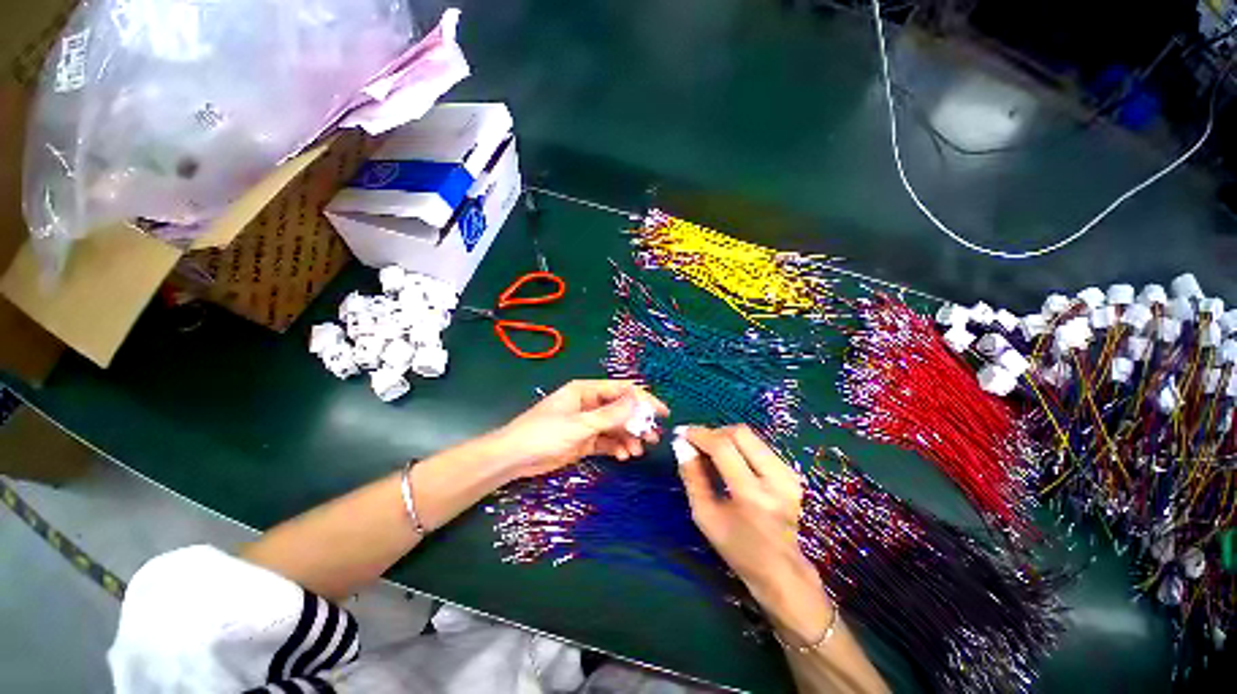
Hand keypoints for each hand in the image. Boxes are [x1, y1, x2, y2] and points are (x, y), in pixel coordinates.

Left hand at [494, 380, 668, 479]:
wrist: (514, 458)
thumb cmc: (544, 433)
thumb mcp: (580, 424)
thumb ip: (610, 414)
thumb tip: (638, 401)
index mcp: (586, 390)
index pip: (621, 390)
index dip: (643, 399)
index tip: (661, 413)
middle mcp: (589, 404)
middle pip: (621, 409)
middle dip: (637, 422)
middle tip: (654, 437)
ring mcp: (587, 423)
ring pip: (615, 427)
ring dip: (628, 437)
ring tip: (637, 451)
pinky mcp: (584, 440)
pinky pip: (606, 441)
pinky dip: (616, 447)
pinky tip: (623, 456)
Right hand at [678, 425, 831, 642]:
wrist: (782, 571)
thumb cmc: (738, 549)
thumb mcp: (705, 516)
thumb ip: (692, 476)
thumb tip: (681, 444)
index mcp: (751, 495)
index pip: (723, 447)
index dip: (700, 435)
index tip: (681, 433)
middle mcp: (775, 479)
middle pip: (740, 433)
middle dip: (713, 432)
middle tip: (696, 442)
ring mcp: (788, 474)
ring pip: (751, 436)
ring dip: (726, 438)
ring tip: (710, 452)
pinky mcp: (792, 473)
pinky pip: (759, 446)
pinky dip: (739, 446)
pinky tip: (729, 461)